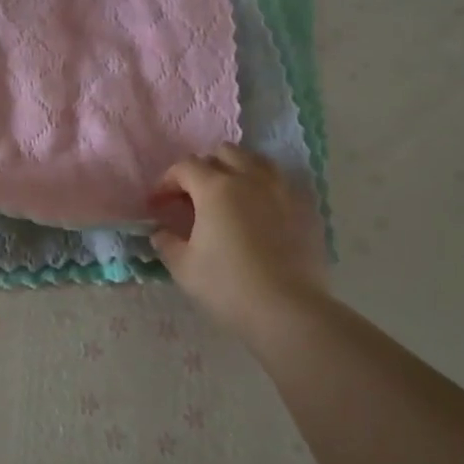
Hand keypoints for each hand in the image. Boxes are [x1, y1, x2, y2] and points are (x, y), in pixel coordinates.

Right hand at [148, 146, 327, 335]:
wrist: (287, 310)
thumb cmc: (228, 286)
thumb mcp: (184, 267)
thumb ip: (167, 243)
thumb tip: (161, 233)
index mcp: (216, 188)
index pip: (185, 167)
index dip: (166, 182)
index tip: (158, 204)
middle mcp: (250, 178)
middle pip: (223, 153)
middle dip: (203, 169)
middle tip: (194, 197)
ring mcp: (282, 190)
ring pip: (256, 161)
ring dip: (237, 170)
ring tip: (229, 196)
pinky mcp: (305, 208)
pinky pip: (281, 184)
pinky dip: (264, 188)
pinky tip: (260, 213)